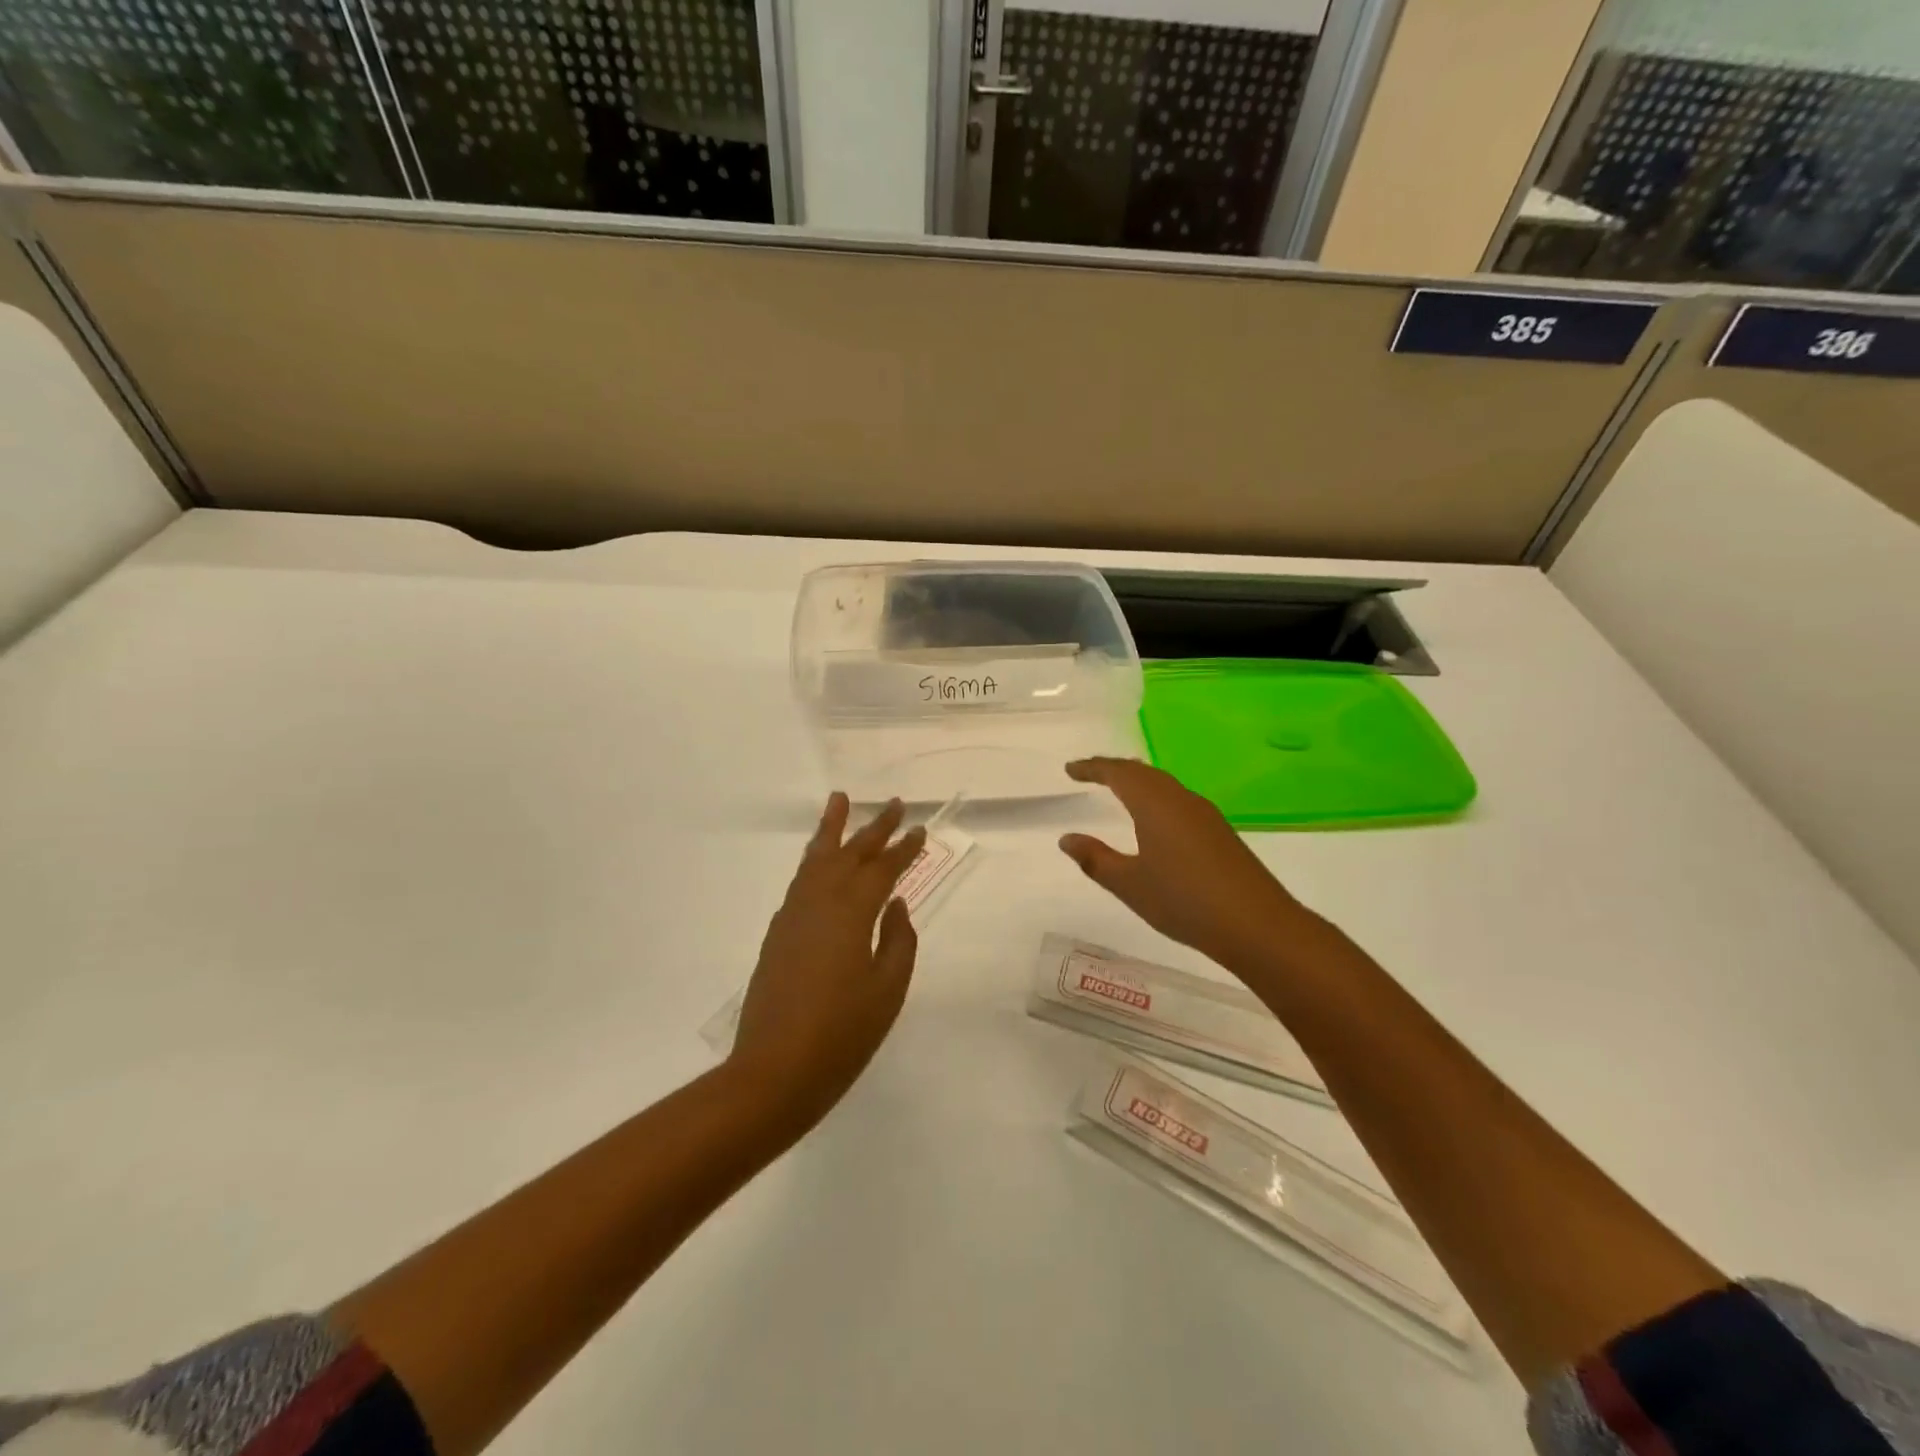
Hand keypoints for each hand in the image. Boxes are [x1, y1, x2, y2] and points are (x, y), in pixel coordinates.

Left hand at [731, 794, 925, 1125]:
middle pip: (849, 854)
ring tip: (840, 801)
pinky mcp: (778, 933)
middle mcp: (819, 902)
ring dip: (832, 830)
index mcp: (851, 913)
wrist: (772, 1072)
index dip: (904, 849)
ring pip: (816, 859)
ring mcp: (793, 916)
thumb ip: (898, 941)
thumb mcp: (887, 991)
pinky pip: (800, 881)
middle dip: (874, 828)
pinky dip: (814, 861)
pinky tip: (820, 862)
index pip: (882, 870)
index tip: (920, 830)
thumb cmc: (841, 1035)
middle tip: (894, 804)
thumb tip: (896, 905)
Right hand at [1059, 758, 1312, 974]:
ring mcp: (1204, 814)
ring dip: (1138, 782)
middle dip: (1114, 769)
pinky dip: (1156, 798)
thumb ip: (1095, 859)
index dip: (1092, 768)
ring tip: (1119, 790)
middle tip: (1090, 774)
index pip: (1118, 773)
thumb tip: (1067, 839)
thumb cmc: (1184, 901)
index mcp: (1155, 804)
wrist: (1257, 925)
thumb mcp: (1130, 884)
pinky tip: (1155, 820)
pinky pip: (1178, 800)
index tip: (1070, 769)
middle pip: (1143, 772)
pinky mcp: (1219, 831)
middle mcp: (1180, 799)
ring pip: (1164, 785)